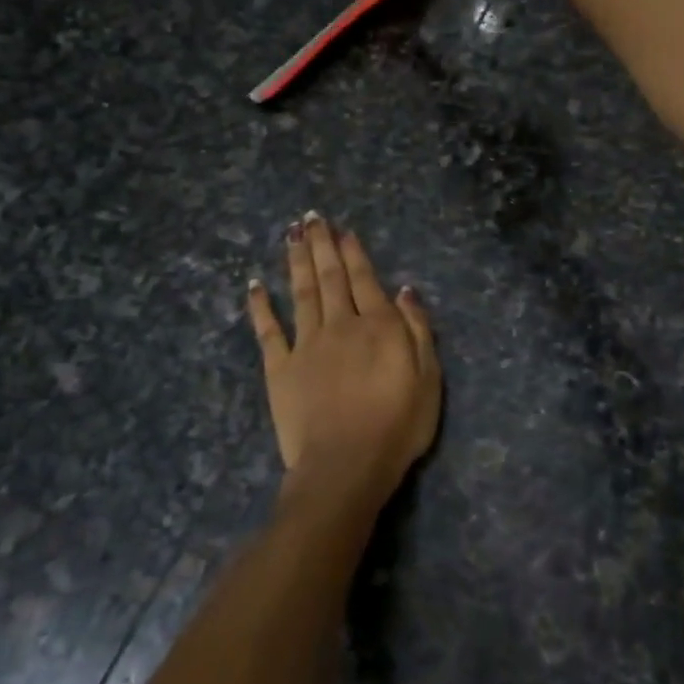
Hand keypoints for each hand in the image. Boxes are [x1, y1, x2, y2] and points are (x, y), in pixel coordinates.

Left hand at [247, 215, 440, 512]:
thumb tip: (404, 291)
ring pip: (301, 293)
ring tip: (291, 234)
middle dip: (322, 245)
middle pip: (330, 277)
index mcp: (377, 326)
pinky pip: (268, 330)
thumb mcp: (428, 379)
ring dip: (296, 261)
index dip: (353, 253)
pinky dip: (261, 306)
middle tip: (311, 217)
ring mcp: (306, 345)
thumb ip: (418, 331)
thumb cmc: (397, 426)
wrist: (346, 466)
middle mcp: (340, 325)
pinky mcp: (279, 369)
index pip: (364, 279)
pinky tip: (255, 284)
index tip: (343, 230)